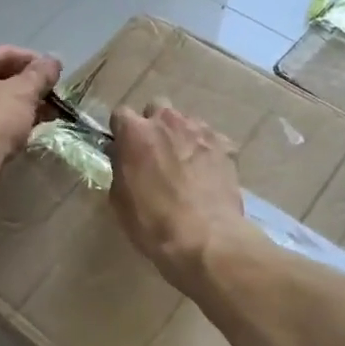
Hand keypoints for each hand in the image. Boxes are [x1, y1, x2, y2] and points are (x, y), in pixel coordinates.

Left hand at [0, 46, 62, 171]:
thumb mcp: (24, 92)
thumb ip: (41, 73)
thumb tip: (54, 60)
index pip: (7, 53)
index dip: (36, 62)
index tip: (57, 74)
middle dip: (29, 86)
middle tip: (53, 96)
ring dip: (20, 103)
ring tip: (47, 114)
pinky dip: (5, 117)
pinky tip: (26, 128)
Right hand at [108, 103, 249, 290]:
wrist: (206, 238)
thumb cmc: (152, 222)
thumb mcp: (119, 199)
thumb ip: (120, 167)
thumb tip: (123, 156)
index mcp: (136, 133)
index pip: (120, 114)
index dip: (121, 130)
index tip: (123, 147)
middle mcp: (168, 122)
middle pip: (156, 107)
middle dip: (153, 124)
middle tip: (154, 151)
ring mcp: (200, 131)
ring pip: (186, 121)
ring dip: (180, 135)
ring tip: (183, 163)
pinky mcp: (225, 145)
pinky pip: (210, 139)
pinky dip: (205, 150)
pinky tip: (206, 173)